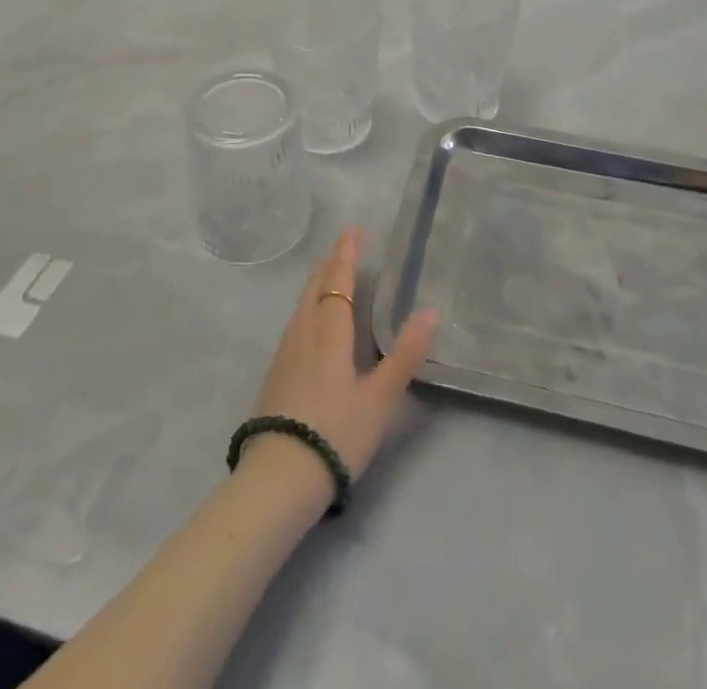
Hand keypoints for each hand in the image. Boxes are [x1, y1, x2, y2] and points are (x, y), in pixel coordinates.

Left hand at [247, 226, 437, 495]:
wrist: (279, 478)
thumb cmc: (336, 432)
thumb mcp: (380, 398)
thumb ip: (404, 355)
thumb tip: (430, 311)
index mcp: (329, 329)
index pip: (337, 278)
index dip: (346, 253)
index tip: (354, 230)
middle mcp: (303, 331)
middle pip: (315, 286)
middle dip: (331, 263)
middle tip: (346, 248)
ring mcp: (285, 351)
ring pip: (302, 304)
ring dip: (318, 283)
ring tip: (331, 277)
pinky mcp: (276, 372)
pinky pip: (296, 322)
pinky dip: (309, 306)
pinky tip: (313, 322)